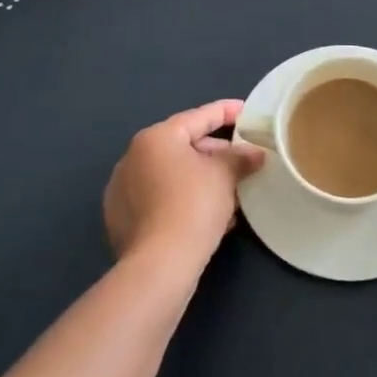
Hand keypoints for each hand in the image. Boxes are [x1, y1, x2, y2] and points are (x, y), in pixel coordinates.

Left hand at [103, 100, 264, 272]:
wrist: (159, 265)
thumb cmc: (193, 206)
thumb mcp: (224, 175)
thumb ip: (240, 157)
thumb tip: (254, 153)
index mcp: (156, 138)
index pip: (198, 117)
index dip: (226, 112)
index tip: (246, 112)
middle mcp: (133, 157)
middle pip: (183, 146)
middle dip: (216, 153)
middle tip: (243, 160)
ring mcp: (124, 189)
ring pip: (172, 175)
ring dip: (202, 179)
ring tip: (231, 192)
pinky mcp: (122, 219)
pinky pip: (161, 198)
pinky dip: (184, 199)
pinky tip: (209, 216)